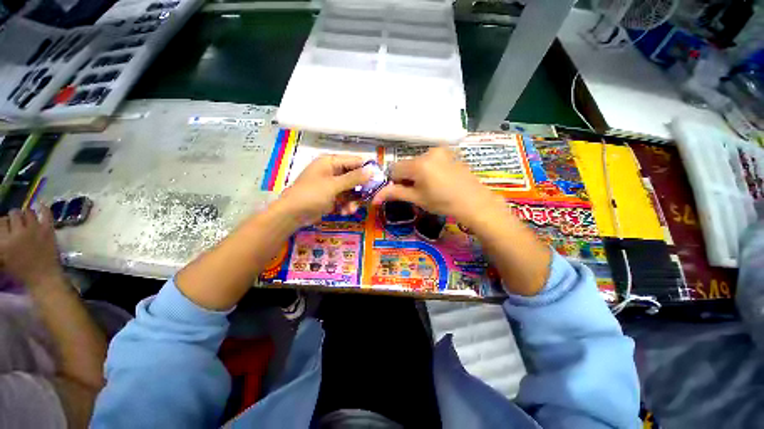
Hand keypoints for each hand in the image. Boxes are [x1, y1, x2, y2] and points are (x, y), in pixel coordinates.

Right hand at [0, 207, 63, 285]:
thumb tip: (3, 227)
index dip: (4, 222)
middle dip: (15, 217)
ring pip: (28, 212)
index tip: (7, 226)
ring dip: (27, 214)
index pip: (1, 222)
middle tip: (17, 223)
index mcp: (3, 242)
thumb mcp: (3, 257)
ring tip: (27, 219)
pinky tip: (41, 206)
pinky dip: (43, 208)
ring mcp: (34, 230)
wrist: (43, 277)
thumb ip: (2, 241)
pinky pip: (46, 214)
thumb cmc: (22, 270)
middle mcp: (17, 233)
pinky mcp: (47, 230)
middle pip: (14, 214)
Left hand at [276, 155, 370, 224]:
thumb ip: (353, 178)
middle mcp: (332, 172)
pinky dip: (347, 205)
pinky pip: (345, 199)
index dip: (366, 169)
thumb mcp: (333, 185)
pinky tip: (346, 212)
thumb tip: (371, 170)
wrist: (292, 215)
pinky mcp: (331, 197)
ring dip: (354, 200)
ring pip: (351, 190)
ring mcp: (332, 185)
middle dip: (361, 188)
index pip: (354, 161)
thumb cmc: (311, 195)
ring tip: (352, 209)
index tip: (379, 178)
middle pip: (354, 176)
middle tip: (370, 196)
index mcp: (330, 162)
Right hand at [372, 148, 500, 226]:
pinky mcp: (449, 152)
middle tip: (417, 191)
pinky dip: (429, 168)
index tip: (403, 192)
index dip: (394, 182)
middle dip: (407, 177)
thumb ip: (395, 194)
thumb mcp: (417, 199)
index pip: (394, 169)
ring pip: (418, 161)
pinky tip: (439, 179)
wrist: (474, 202)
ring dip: (417, 172)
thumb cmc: (443, 203)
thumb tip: (374, 198)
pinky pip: (431, 159)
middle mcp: (428, 152)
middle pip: (406, 164)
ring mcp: (441, 150)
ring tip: (430, 186)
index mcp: (418, 164)